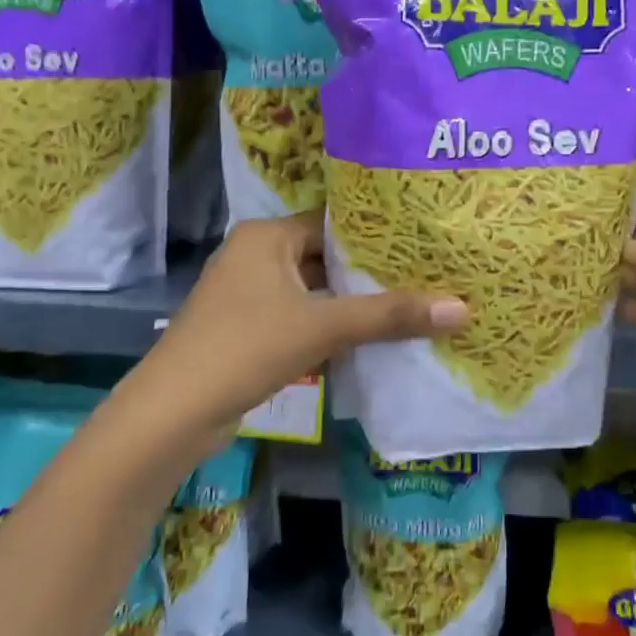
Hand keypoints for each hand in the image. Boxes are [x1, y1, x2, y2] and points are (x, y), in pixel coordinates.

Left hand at [128, 213, 468, 442]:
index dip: (377, 234)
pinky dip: (330, 328)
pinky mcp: (248, 331)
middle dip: (370, 274)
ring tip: (410, 306)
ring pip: (314, 292)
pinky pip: (300, 319)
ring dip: (352, 305)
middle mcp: (256, 257)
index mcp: (267, 236)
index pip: (333, 222)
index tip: (423, 243)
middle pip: (326, 258)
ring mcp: (249, 296)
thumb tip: (462, 308)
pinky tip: (370, 341)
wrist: (174, 413)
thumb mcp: (323, 326)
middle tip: (427, 276)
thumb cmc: (246, 348)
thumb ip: (390, 316)